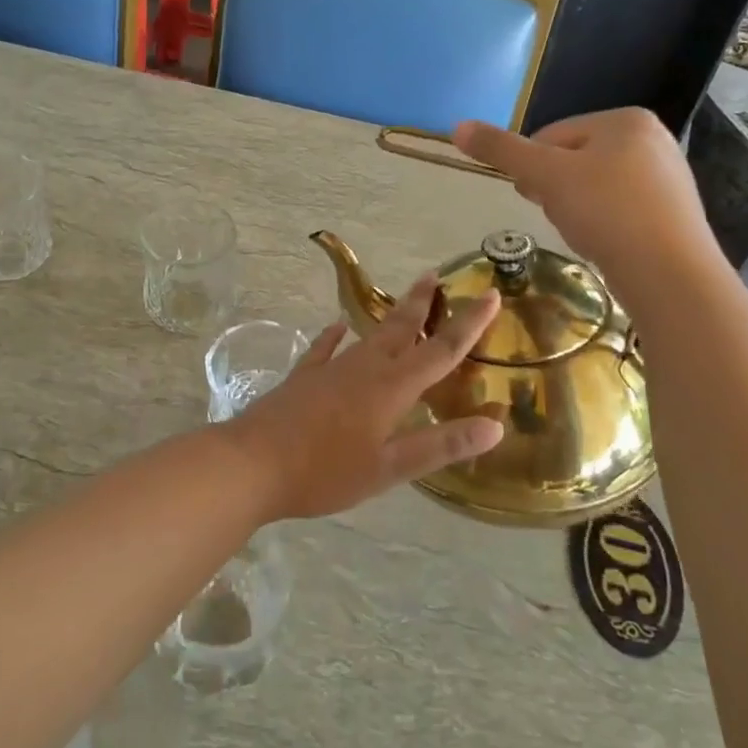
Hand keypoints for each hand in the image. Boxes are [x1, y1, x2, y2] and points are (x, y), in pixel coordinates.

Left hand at [224, 276, 503, 519]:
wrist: (252, 463)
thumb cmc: (324, 472)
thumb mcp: (389, 468)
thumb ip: (440, 446)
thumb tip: (495, 426)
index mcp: (391, 388)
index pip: (441, 350)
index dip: (469, 324)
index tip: (490, 294)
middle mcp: (364, 368)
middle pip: (401, 329)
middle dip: (422, 303)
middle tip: (435, 275)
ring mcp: (330, 369)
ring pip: (369, 335)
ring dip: (390, 318)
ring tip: (404, 302)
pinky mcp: (304, 378)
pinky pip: (325, 349)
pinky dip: (335, 336)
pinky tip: (337, 327)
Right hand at [453, 109, 727, 314]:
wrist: (670, 274)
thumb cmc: (606, 212)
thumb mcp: (545, 176)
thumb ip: (501, 150)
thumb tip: (457, 126)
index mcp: (625, 119)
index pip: (551, 135)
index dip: (533, 168)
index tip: (535, 197)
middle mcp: (653, 137)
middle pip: (573, 158)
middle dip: (556, 188)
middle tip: (560, 216)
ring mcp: (667, 175)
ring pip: (594, 185)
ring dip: (576, 207)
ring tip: (583, 232)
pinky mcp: (672, 210)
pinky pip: (619, 207)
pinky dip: (603, 222)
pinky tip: (605, 243)